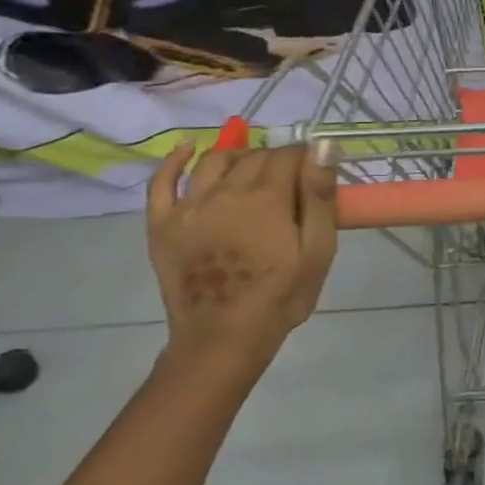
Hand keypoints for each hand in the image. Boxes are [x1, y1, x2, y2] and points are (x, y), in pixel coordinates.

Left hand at [146, 140, 338, 368]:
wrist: (224, 338)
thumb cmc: (282, 296)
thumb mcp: (318, 250)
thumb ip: (320, 196)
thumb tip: (322, 146)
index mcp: (267, 198)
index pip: (288, 155)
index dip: (306, 157)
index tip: (317, 171)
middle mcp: (225, 192)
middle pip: (254, 157)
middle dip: (276, 159)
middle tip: (293, 180)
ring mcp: (188, 206)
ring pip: (214, 161)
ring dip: (238, 156)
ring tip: (254, 167)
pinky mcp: (162, 224)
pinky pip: (162, 182)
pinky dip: (175, 160)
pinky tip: (188, 149)